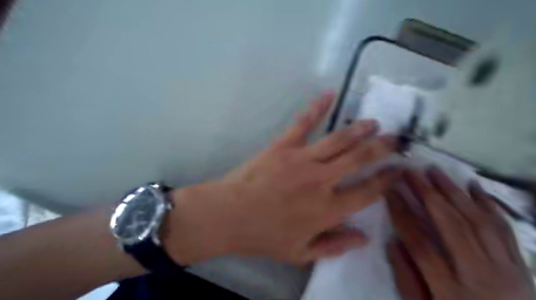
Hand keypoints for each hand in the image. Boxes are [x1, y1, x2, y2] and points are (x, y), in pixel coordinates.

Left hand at [166, 92, 399, 264]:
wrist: (229, 215)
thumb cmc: (263, 236)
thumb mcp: (300, 253)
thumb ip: (334, 246)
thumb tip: (364, 238)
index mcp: (327, 209)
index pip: (367, 192)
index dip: (386, 181)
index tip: (398, 171)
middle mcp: (321, 181)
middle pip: (359, 159)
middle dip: (381, 148)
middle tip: (396, 140)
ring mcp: (302, 160)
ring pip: (338, 140)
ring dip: (359, 129)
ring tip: (374, 122)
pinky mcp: (283, 146)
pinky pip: (303, 123)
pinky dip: (317, 107)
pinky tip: (329, 94)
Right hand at [386, 168, 535, 299]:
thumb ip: (406, 278)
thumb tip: (393, 242)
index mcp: (450, 288)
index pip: (419, 242)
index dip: (401, 214)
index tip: (389, 191)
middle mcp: (479, 273)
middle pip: (451, 225)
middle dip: (427, 194)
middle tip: (411, 172)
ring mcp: (504, 267)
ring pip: (477, 221)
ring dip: (454, 192)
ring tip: (435, 171)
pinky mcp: (519, 264)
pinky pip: (504, 229)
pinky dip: (489, 205)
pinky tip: (474, 187)